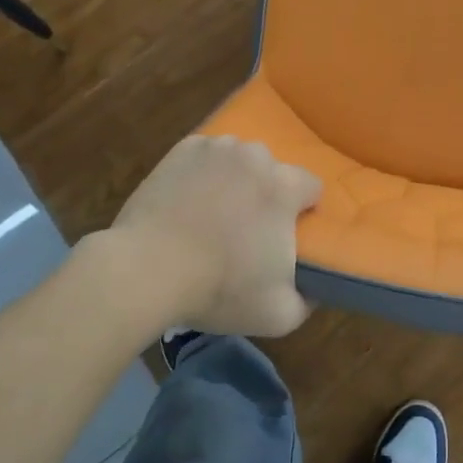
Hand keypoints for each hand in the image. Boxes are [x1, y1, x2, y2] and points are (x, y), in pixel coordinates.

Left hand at [105, 135, 322, 337]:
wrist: (146, 270)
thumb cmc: (218, 289)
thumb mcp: (279, 314)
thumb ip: (308, 300)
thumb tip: (315, 289)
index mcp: (284, 186)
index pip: (311, 187)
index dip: (303, 211)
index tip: (286, 236)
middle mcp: (255, 156)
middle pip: (273, 171)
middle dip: (266, 195)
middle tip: (247, 231)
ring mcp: (216, 148)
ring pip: (239, 160)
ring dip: (236, 180)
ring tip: (214, 214)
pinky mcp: (182, 150)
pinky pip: (205, 156)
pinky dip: (204, 172)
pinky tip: (189, 200)